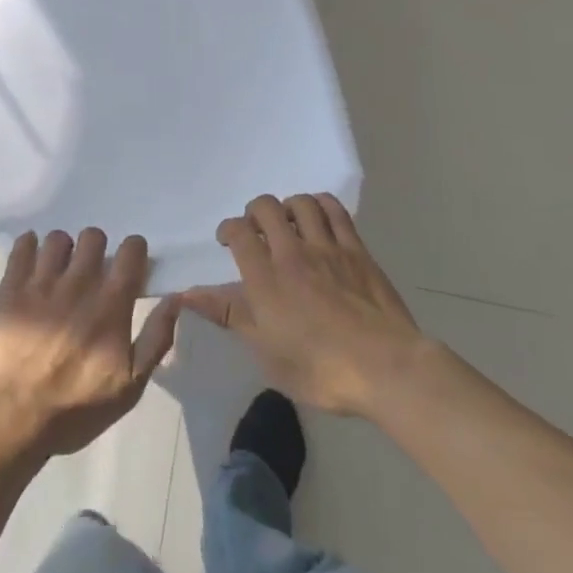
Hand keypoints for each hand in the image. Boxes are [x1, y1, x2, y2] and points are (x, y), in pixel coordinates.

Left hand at [0, 229, 179, 459]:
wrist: (14, 418)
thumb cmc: (76, 408)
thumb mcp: (130, 387)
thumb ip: (156, 338)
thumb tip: (176, 298)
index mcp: (110, 305)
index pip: (131, 251)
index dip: (133, 251)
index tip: (129, 263)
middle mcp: (78, 284)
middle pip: (94, 236)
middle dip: (97, 248)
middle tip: (91, 270)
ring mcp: (41, 282)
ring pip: (58, 238)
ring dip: (63, 250)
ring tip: (59, 270)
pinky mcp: (11, 287)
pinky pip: (22, 246)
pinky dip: (29, 246)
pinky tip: (32, 262)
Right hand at [182, 194, 431, 419]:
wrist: (386, 368)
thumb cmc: (320, 370)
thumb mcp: (266, 352)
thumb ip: (229, 314)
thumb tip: (187, 294)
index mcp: (265, 278)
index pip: (238, 232)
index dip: (228, 229)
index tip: (227, 240)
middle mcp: (292, 252)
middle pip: (266, 207)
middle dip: (255, 212)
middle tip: (256, 230)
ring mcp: (327, 247)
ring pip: (301, 203)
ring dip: (287, 206)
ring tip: (288, 222)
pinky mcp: (356, 249)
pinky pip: (335, 211)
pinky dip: (321, 205)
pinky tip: (318, 216)